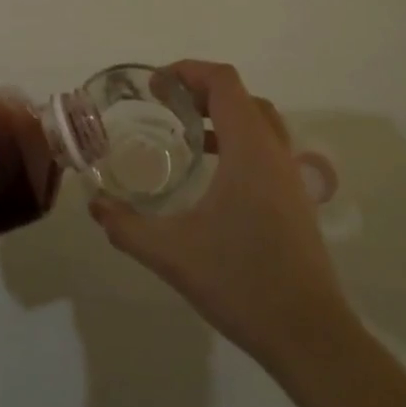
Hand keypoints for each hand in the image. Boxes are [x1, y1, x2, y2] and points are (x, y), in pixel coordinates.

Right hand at [91, 60, 358, 374]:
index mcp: (249, 149)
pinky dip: (238, 140)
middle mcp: (274, 151)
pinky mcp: (296, 199)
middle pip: (241, 96)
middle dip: (201, 89)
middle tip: (165, 104)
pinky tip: (212, 172)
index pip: (224, 82)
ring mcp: (290, 175)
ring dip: (222, 113)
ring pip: (258, 121)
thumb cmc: (242, 282)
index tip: (155, 85)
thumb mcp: (172, 254)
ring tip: (186, 131)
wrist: (310, 335)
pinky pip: (266, 147)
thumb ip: (127, 227)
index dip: (188, 71)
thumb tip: (95, 206)